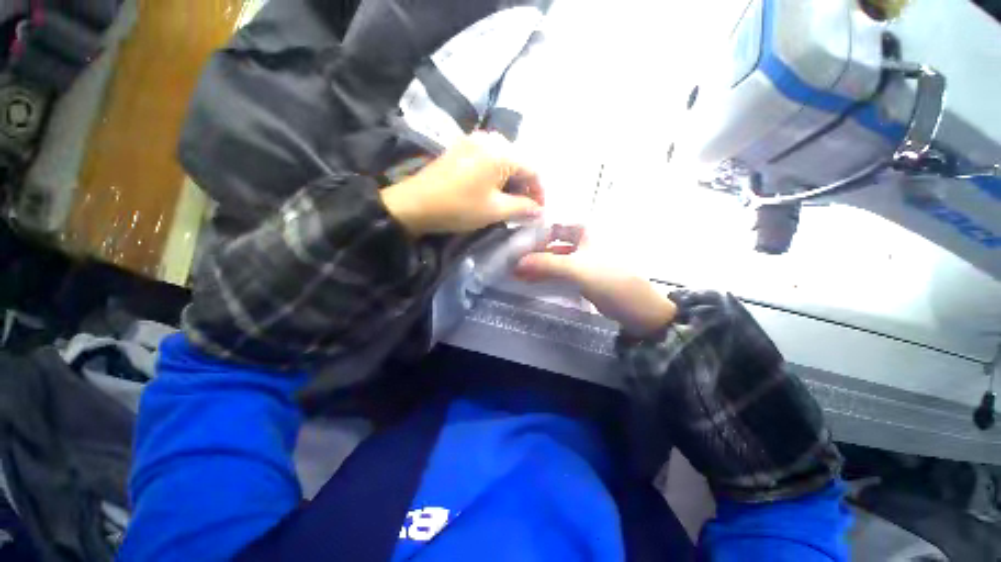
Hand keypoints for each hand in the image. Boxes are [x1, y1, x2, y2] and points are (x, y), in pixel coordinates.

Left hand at [380, 132, 544, 235]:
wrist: (415, 204)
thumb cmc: (459, 207)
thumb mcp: (494, 210)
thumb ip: (522, 208)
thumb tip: (540, 211)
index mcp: (501, 152)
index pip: (534, 169)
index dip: (540, 192)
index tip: (539, 212)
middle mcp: (490, 139)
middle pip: (520, 162)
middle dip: (526, 186)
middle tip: (525, 208)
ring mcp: (474, 140)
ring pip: (504, 160)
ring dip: (512, 181)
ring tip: (510, 201)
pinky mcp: (462, 147)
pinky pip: (489, 159)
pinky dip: (497, 175)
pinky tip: (493, 189)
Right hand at [514, 228, 676, 336]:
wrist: (637, 309)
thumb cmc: (611, 280)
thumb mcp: (577, 268)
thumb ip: (546, 263)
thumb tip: (517, 262)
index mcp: (585, 233)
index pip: (553, 228)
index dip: (534, 235)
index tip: (515, 246)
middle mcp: (582, 243)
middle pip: (551, 245)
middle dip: (533, 253)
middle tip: (511, 263)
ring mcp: (582, 261)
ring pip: (554, 260)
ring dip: (537, 266)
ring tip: (516, 274)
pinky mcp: (582, 277)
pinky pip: (559, 273)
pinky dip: (545, 276)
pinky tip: (531, 281)